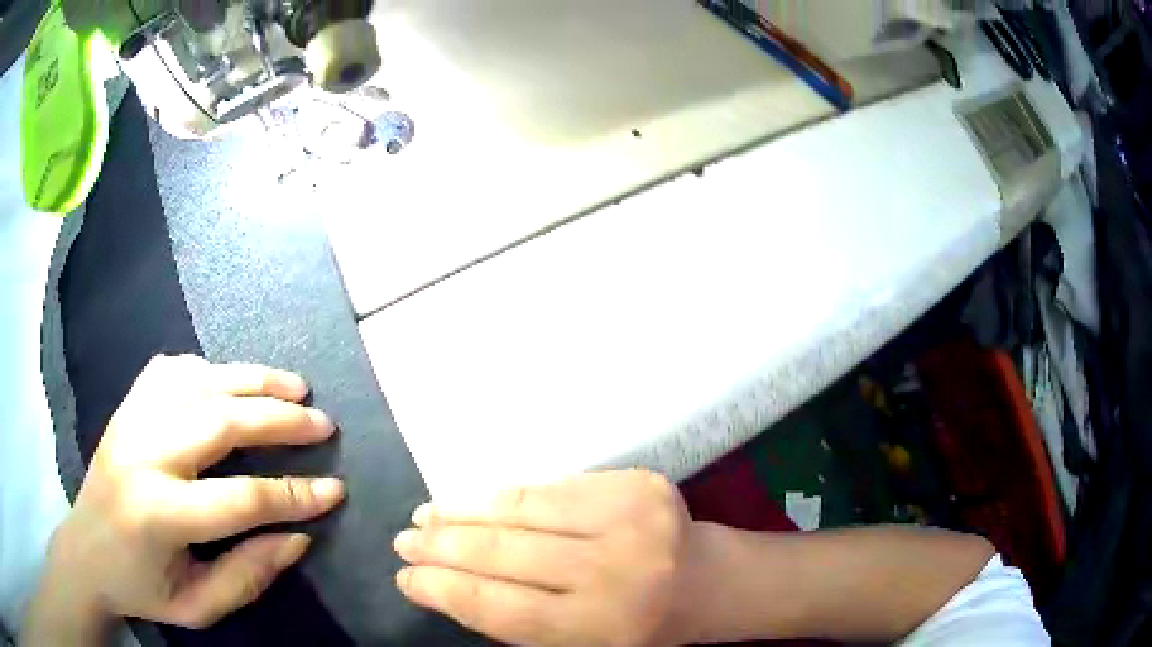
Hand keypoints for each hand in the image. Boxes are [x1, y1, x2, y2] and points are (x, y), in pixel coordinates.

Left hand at [27, 355, 344, 641]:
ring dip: (252, 380)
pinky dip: (211, 369)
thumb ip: (249, 574)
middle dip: (279, 420)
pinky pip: (172, 369)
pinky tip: (232, 380)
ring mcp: (131, 419)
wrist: (86, 550)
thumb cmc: (142, 587)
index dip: (295, 495)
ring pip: (199, 381)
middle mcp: (143, 454)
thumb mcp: (199, 605)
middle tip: (322, 424)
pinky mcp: (127, 405)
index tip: (335, 490)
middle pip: (221, 420)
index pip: (241, 499)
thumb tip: (298, 535)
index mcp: (158, 514)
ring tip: (294, 387)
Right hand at [393, 470, 706, 646]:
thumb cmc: (638, 626)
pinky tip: (475, 501)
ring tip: (427, 515)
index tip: (405, 579)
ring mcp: (629, 520)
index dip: (443, 590)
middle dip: (441, 546)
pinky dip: (504, 496)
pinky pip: (551, 486)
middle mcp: (614, 573)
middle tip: (404, 541)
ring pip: (520, 509)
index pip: (499, 608)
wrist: (707, 581)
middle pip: (503, 554)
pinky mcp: (636, 484)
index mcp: (600, 627)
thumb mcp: (578, 645)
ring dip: (462, 511)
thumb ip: (516, 621)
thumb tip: (445, 583)